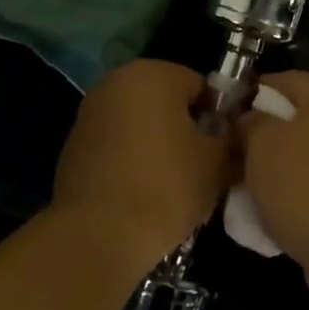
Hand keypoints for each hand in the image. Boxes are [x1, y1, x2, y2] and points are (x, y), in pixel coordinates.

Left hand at [51, 59, 233, 268]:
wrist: (97, 235)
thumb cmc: (166, 186)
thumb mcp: (217, 163)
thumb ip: (232, 138)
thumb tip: (235, 135)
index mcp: (154, 73)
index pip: (200, 86)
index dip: (218, 117)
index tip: (224, 149)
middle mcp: (117, 81)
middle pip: (167, 100)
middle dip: (186, 127)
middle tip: (202, 165)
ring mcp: (90, 111)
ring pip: (140, 121)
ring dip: (157, 142)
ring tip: (173, 182)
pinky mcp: (73, 143)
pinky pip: (116, 142)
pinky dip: (131, 157)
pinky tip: (142, 190)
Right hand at [238, 71, 308, 290]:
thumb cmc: (304, 185)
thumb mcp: (261, 144)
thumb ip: (251, 123)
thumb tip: (250, 120)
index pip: (283, 81)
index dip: (252, 95)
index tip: (227, 117)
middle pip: (299, 117)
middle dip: (266, 135)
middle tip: (237, 154)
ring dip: (283, 165)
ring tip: (253, 187)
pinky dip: (302, 190)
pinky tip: (279, 210)